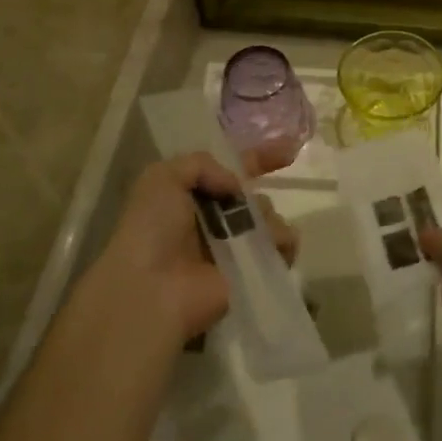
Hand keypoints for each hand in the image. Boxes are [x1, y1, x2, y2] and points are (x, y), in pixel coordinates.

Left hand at [97, 146, 300, 345]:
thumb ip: (201, 163)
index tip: (289, 150)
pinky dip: (285, 243)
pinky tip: (276, 247)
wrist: (152, 290)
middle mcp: (214, 222)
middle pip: (253, 197)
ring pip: (270, 219)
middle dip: (257, 197)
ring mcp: (234, 249)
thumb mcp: (161, 178)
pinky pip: (282, 248)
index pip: (232, 172)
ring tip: (258, 233)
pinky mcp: (251, 272)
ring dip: (270, 220)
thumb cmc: (152, 231)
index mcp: (193, 198)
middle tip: (248, 210)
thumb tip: (236, 186)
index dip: (259, 158)